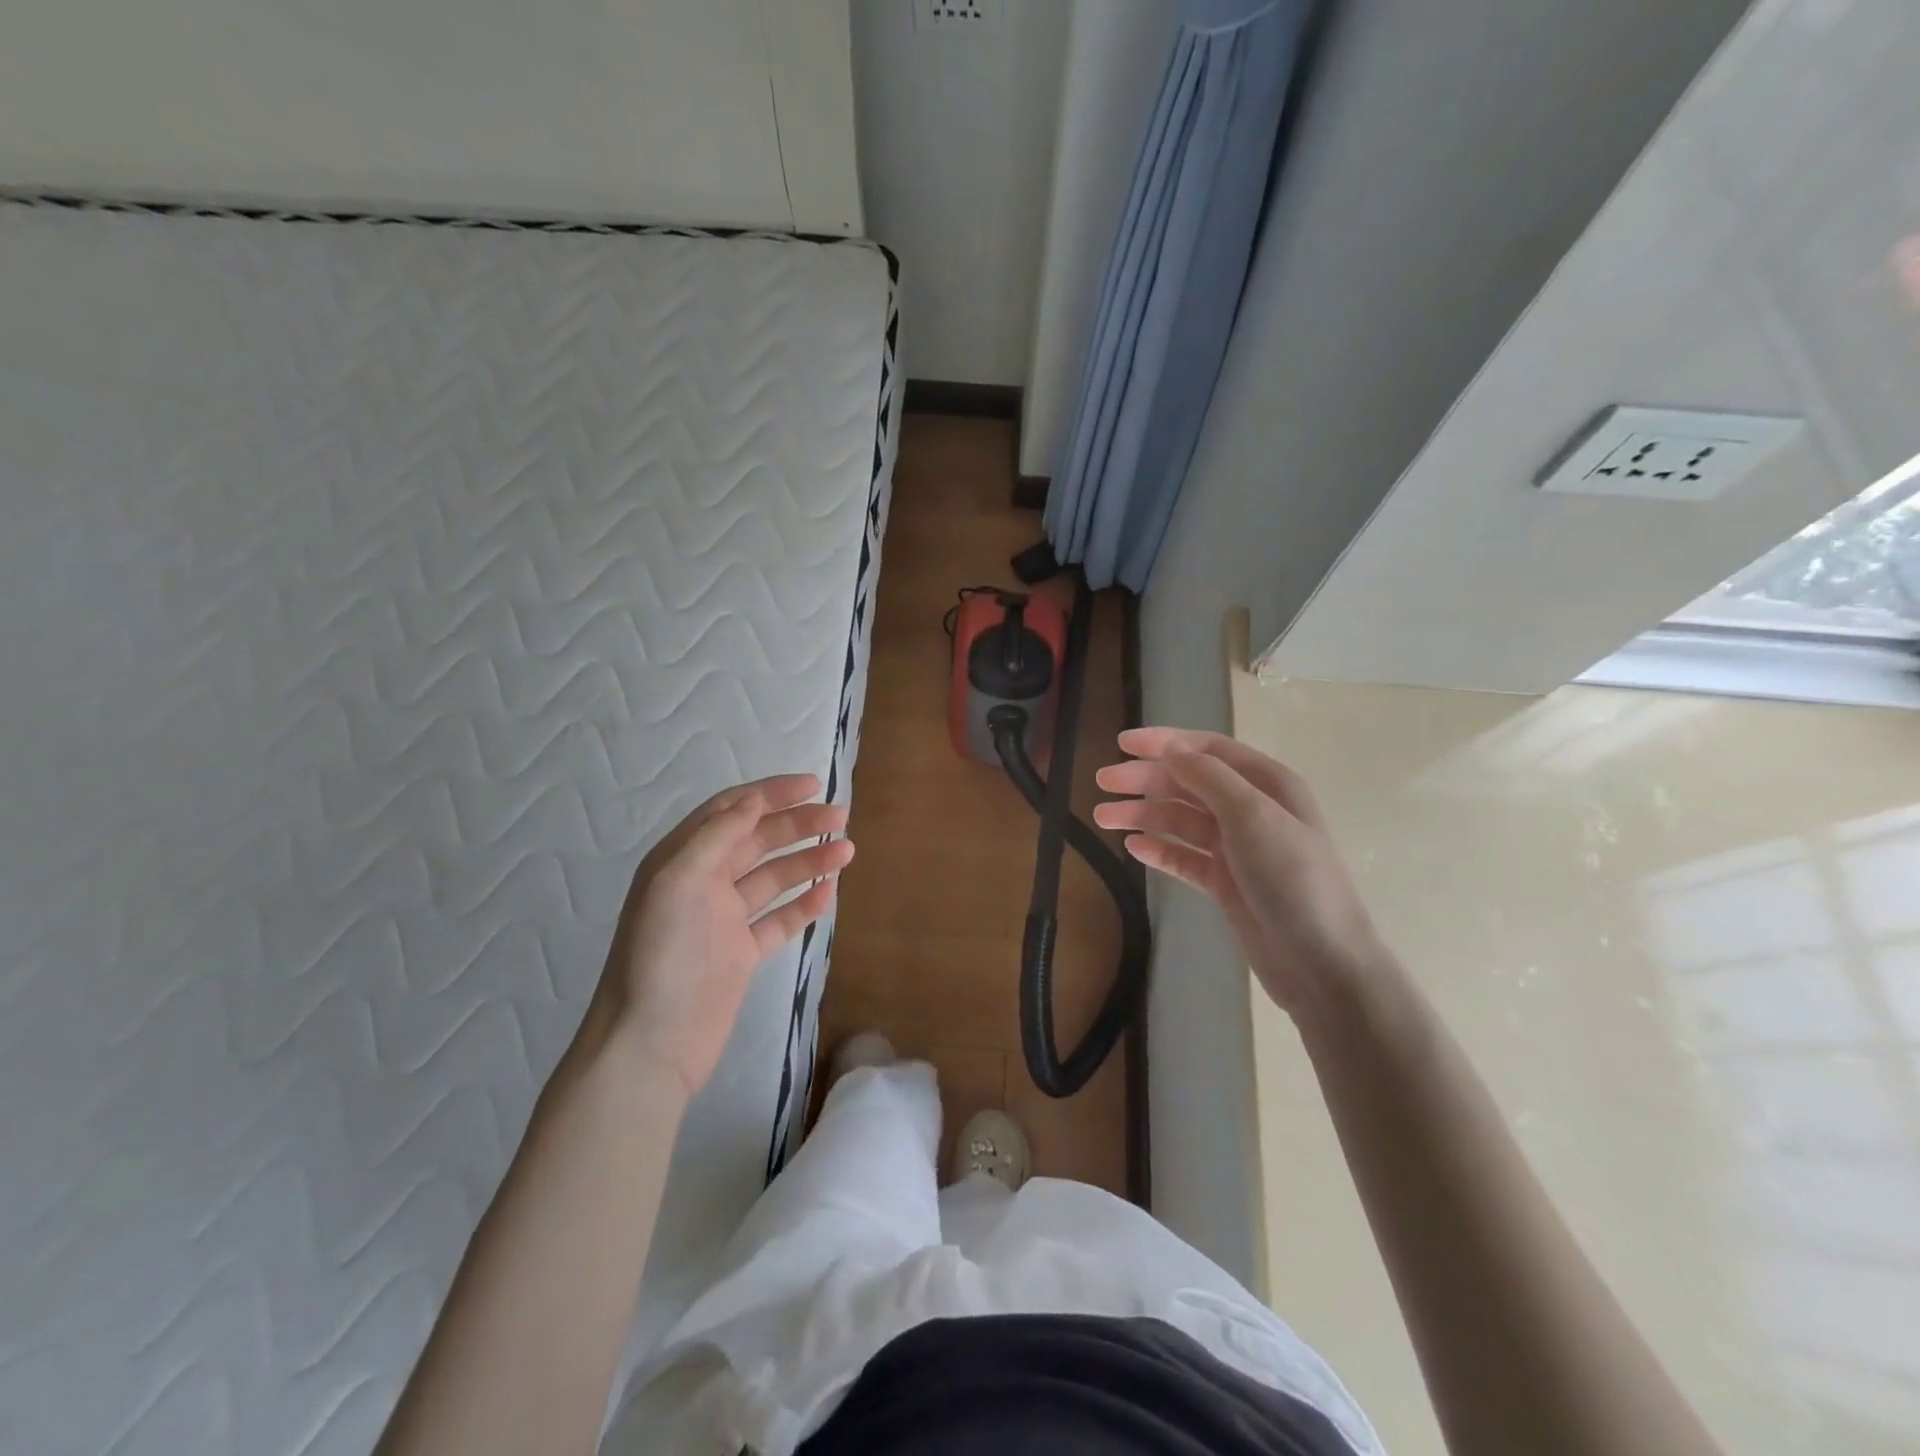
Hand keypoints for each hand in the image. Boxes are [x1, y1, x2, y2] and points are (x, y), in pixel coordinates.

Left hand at [592, 774, 852, 1096]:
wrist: (650, 1044)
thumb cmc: (661, 956)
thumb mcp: (678, 882)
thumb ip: (716, 836)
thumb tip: (754, 798)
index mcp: (683, 859)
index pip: (732, 811)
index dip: (771, 794)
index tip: (813, 785)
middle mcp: (704, 883)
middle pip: (758, 841)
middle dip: (798, 825)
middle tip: (840, 818)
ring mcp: (724, 920)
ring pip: (773, 878)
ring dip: (808, 861)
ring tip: (847, 851)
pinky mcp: (741, 954)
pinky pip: (779, 919)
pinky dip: (804, 904)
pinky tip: (828, 892)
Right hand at [1094, 728, 1386, 1020]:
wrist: (1321, 962)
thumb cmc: (1291, 878)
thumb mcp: (1252, 815)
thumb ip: (1208, 777)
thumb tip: (1170, 748)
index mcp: (1267, 784)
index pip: (1208, 750)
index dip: (1165, 742)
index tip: (1122, 743)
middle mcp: (1251, 810)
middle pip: (1189, 783)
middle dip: (1146, 779)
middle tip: (1102, 781)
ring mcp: (1237, 848)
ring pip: (1181, 820)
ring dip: (1144, 814)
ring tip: (1104, 818)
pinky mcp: (1225, 883)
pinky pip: (1184, 857)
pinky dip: (1159, 849)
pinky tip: (1133, 847)